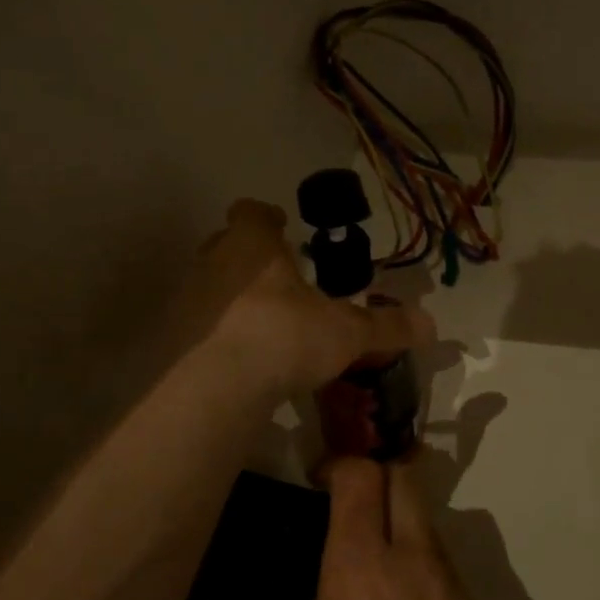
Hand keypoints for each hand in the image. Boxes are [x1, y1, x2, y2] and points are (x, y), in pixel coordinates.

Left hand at [185, 200, 432, 400]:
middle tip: (276, 277)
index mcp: (254, 246)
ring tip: (259, 322)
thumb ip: (385, 327)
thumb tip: (431, 325)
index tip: (280, 224)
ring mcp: (186, 299)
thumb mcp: (345, 333)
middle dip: (248, 257)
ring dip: (229, 296)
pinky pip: (195, 326)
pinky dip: (213, 334)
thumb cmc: (284, 337)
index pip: (252, 213)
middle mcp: (213, 262)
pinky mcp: (168, 338)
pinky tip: (235, 357)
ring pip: (208, 285)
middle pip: (226, 245)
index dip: (266, 217)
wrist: (214, 386)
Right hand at [285, 458, 506, 599]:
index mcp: (359, 572)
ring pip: (428, 521)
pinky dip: (420, 564)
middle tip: (347, 505)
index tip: (318, 483)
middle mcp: (412, 563)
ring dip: (401, 522)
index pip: (360, 478)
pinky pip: (444, 565)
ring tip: (371, 566)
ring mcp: (451, 588)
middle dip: (378, 475)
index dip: (340, 466)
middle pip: (406, 478)